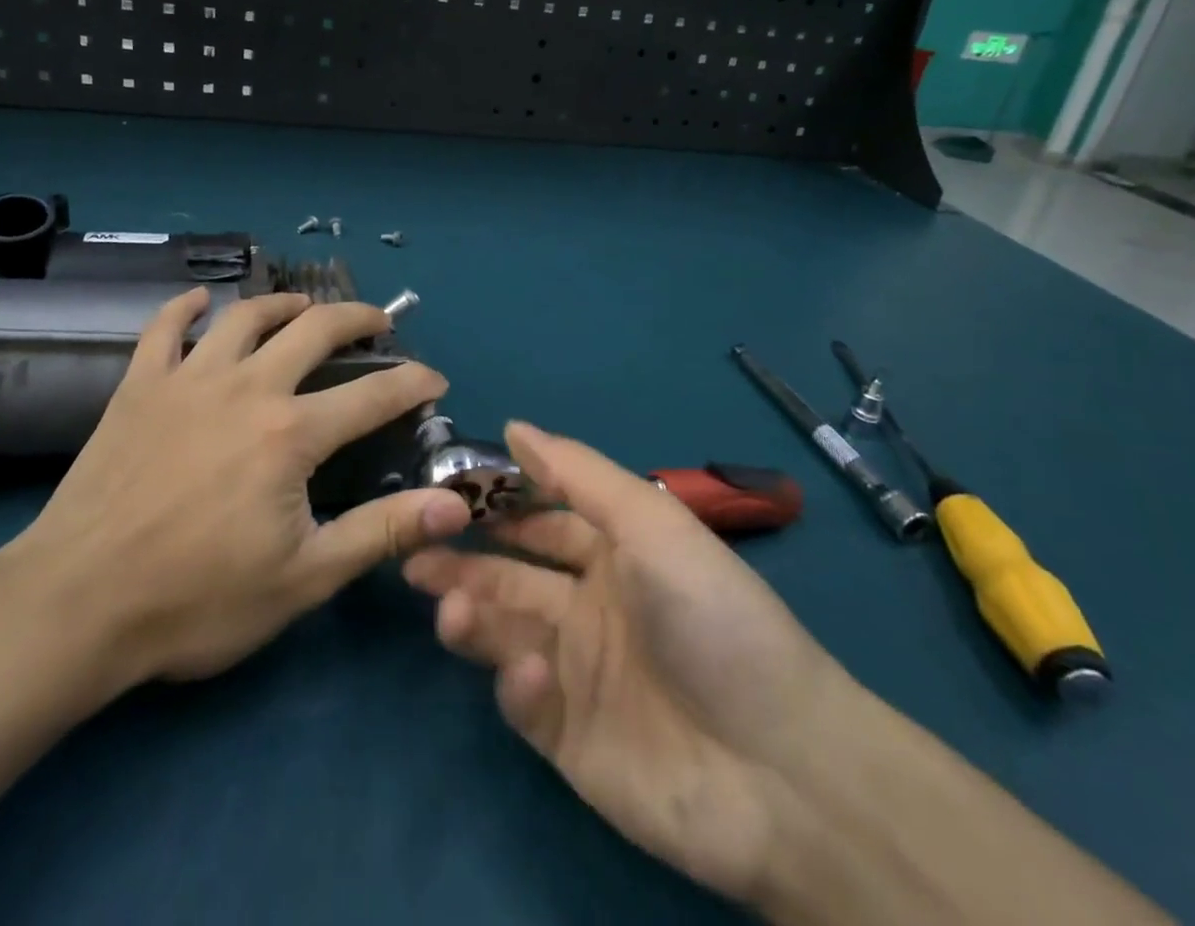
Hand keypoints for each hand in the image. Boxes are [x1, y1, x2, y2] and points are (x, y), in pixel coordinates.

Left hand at [0, 288, 471, 713]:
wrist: (74, 607)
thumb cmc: (196, 600)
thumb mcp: (304, 578)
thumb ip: (382, 532)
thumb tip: (456, 505)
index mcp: (292, 433)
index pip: (375, 394)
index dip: (414, 383)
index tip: (436, 381)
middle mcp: (247, 387)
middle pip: (315, 329)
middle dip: (358, 318)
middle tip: (379, 323)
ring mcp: (188, 380)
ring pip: (246, 316)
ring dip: (284, 303)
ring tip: (305, 306)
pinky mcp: (139, 387)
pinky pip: (164, 329)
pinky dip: (185, 308)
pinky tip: (201, 301)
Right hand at [403, 422, 849, 908]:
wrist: (780, 768)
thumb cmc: (711, 617)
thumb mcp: (650, 523)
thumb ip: (578, 474)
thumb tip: (514, 425)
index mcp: (613, 553)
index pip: (541, 518)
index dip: (497, 502)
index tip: (445, 489)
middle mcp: (590, 605)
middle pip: (510, 575)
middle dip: (463, 561)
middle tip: (414, 551)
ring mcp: (577, 673)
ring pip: (504, 632)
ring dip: (471, 614)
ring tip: (446, 607)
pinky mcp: (569, 737)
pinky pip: (524, 700)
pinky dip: (517, 682)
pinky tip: (534, 674)